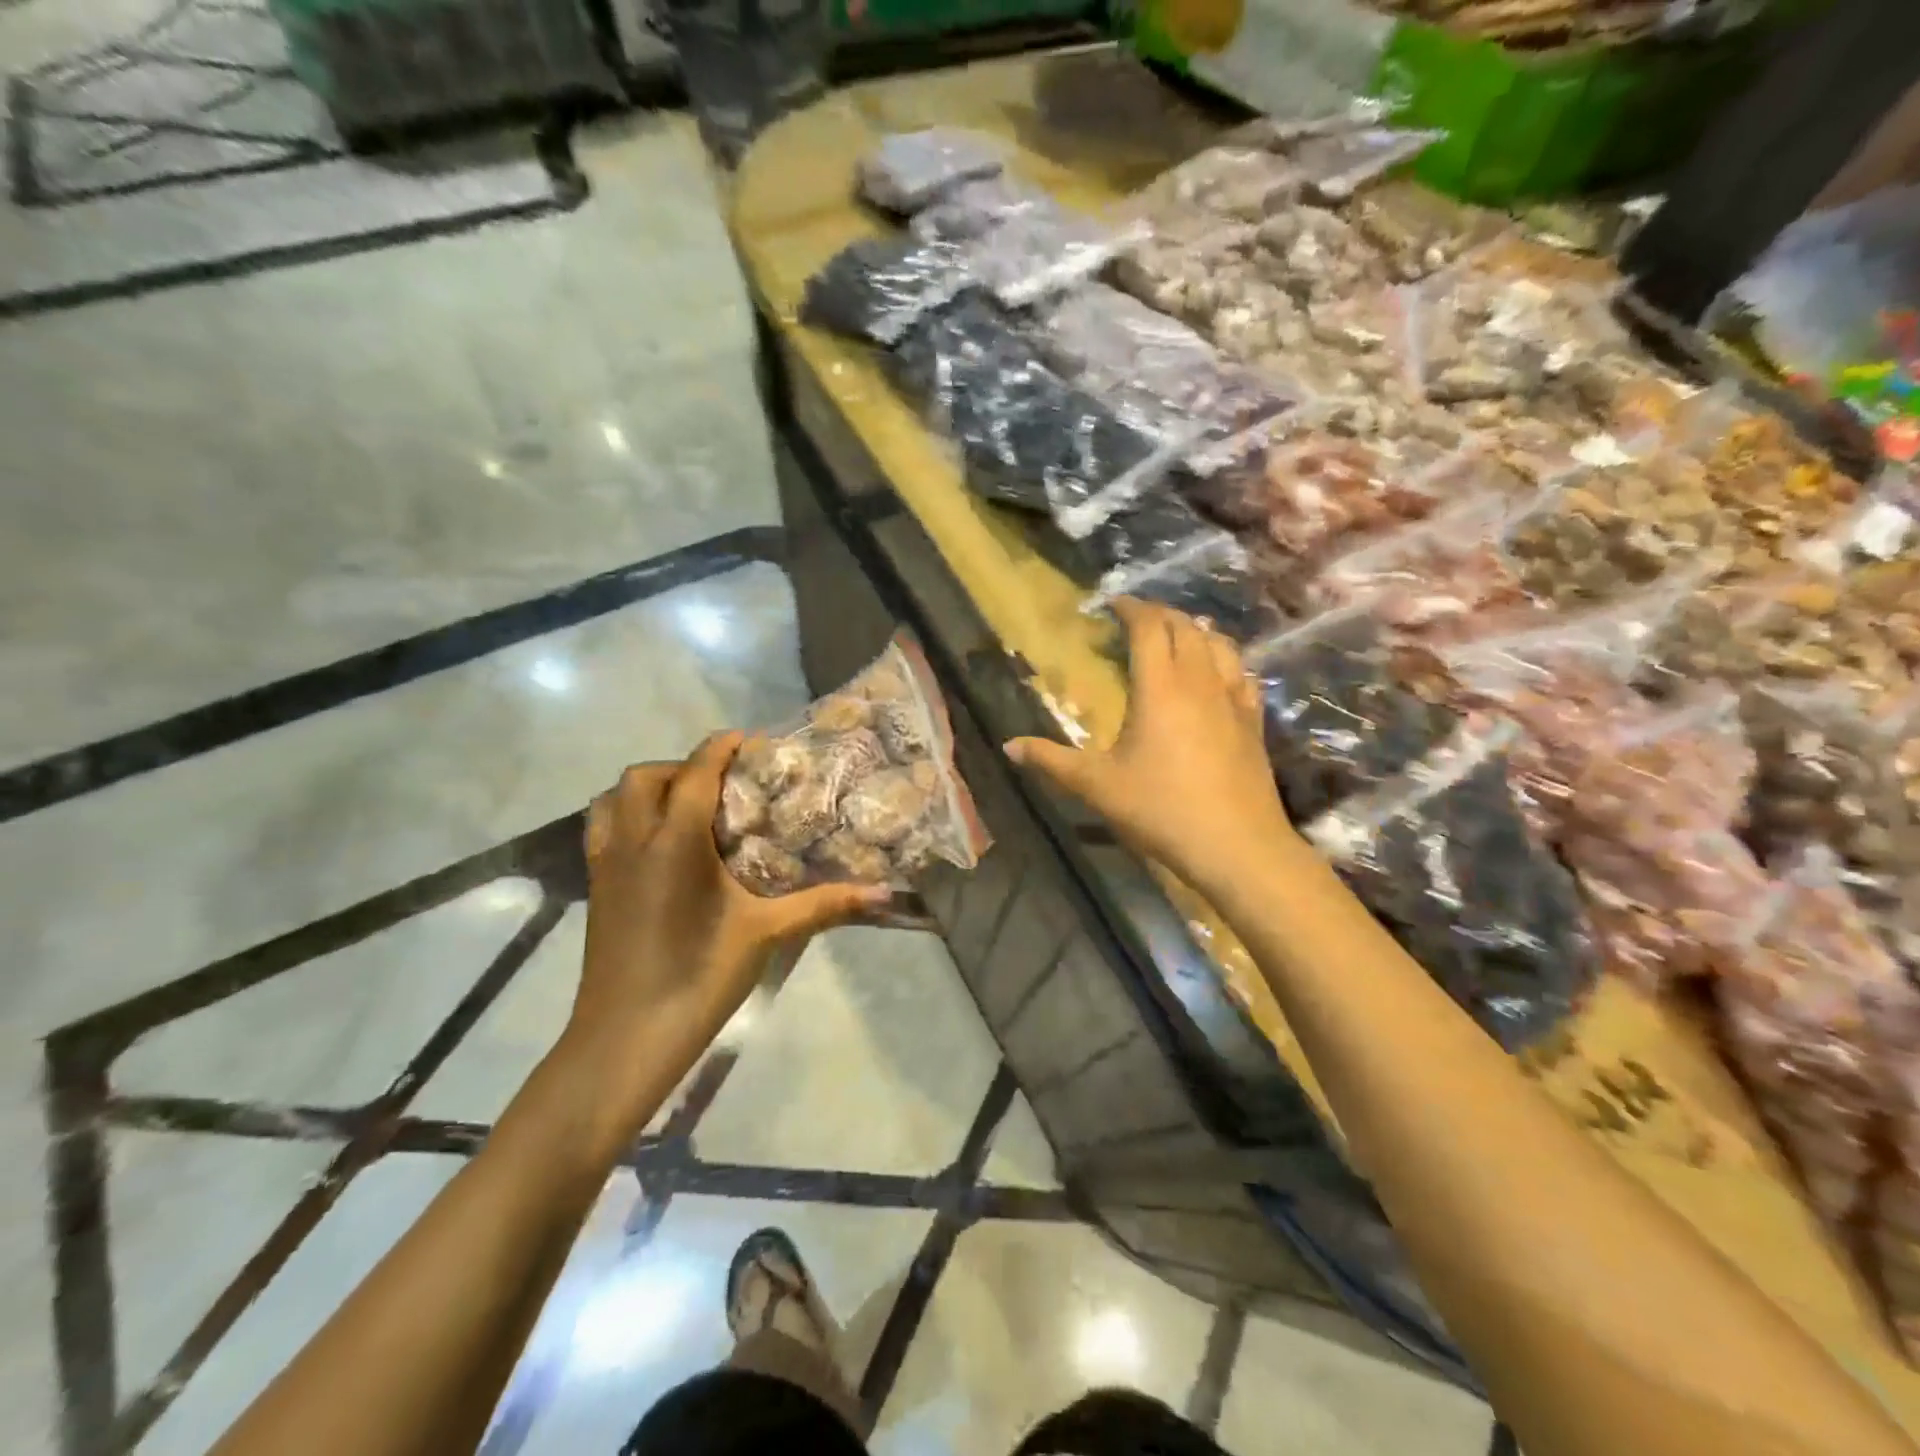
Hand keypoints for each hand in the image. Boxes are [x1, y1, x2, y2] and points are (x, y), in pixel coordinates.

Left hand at [565, 733, 886, 1093]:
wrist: (625, 1039)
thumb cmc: (699, 978)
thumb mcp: (767, 935)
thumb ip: (823, 904)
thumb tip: (882, 893)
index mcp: (675, 841)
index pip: (696, 772)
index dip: (721, 747)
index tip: (750, 741)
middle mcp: (634, 840)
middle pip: (646, 776)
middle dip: (683, 766)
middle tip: (723, 785)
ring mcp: (606, 864)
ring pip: (612, 799)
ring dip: (647, 789)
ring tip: (685, 808)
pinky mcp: (595, 889)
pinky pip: (602, 829)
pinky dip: (625, 817)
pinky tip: (658, 848)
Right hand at [1006, 599, 1298, 898]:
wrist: (1236, 846)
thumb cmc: (1160, 809)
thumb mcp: (1096, 786)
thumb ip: (1051, 761)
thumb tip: (1008, 746)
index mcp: (1159, 687)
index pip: (1149, 627)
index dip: (1131, 608)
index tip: (1113, 604)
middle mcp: (1199, 681)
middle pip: (1185, 627)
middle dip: (1160, 614)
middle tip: (1137, 619)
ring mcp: (1233, 699)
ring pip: (1219, 644)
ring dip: (1196, 629)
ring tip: (1181, 631)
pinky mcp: (1254, 721)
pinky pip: (1243, 673)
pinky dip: (1227, 658)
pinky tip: (1221, 670)